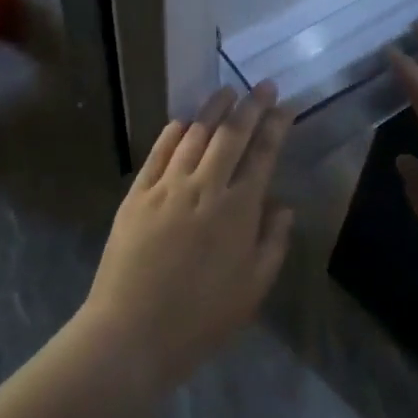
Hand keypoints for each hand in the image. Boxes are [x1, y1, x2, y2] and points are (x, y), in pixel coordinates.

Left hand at [81, 83, 295, 387]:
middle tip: (261, 85)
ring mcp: (167, 188)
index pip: (263, 155)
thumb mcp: (254, 288)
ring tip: (226, 91)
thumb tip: (283, 205)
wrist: (132, 333)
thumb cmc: (201, 318)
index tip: (285, 105)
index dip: (276, 126)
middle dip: (250, 105)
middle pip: (231, 135)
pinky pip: (158, 154)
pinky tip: (182, 122)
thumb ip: (273, 242)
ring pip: (194, 136)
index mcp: (239, 210)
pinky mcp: (137, 195)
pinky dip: (173, 134)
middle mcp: (205, 188)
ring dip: (212, 110)